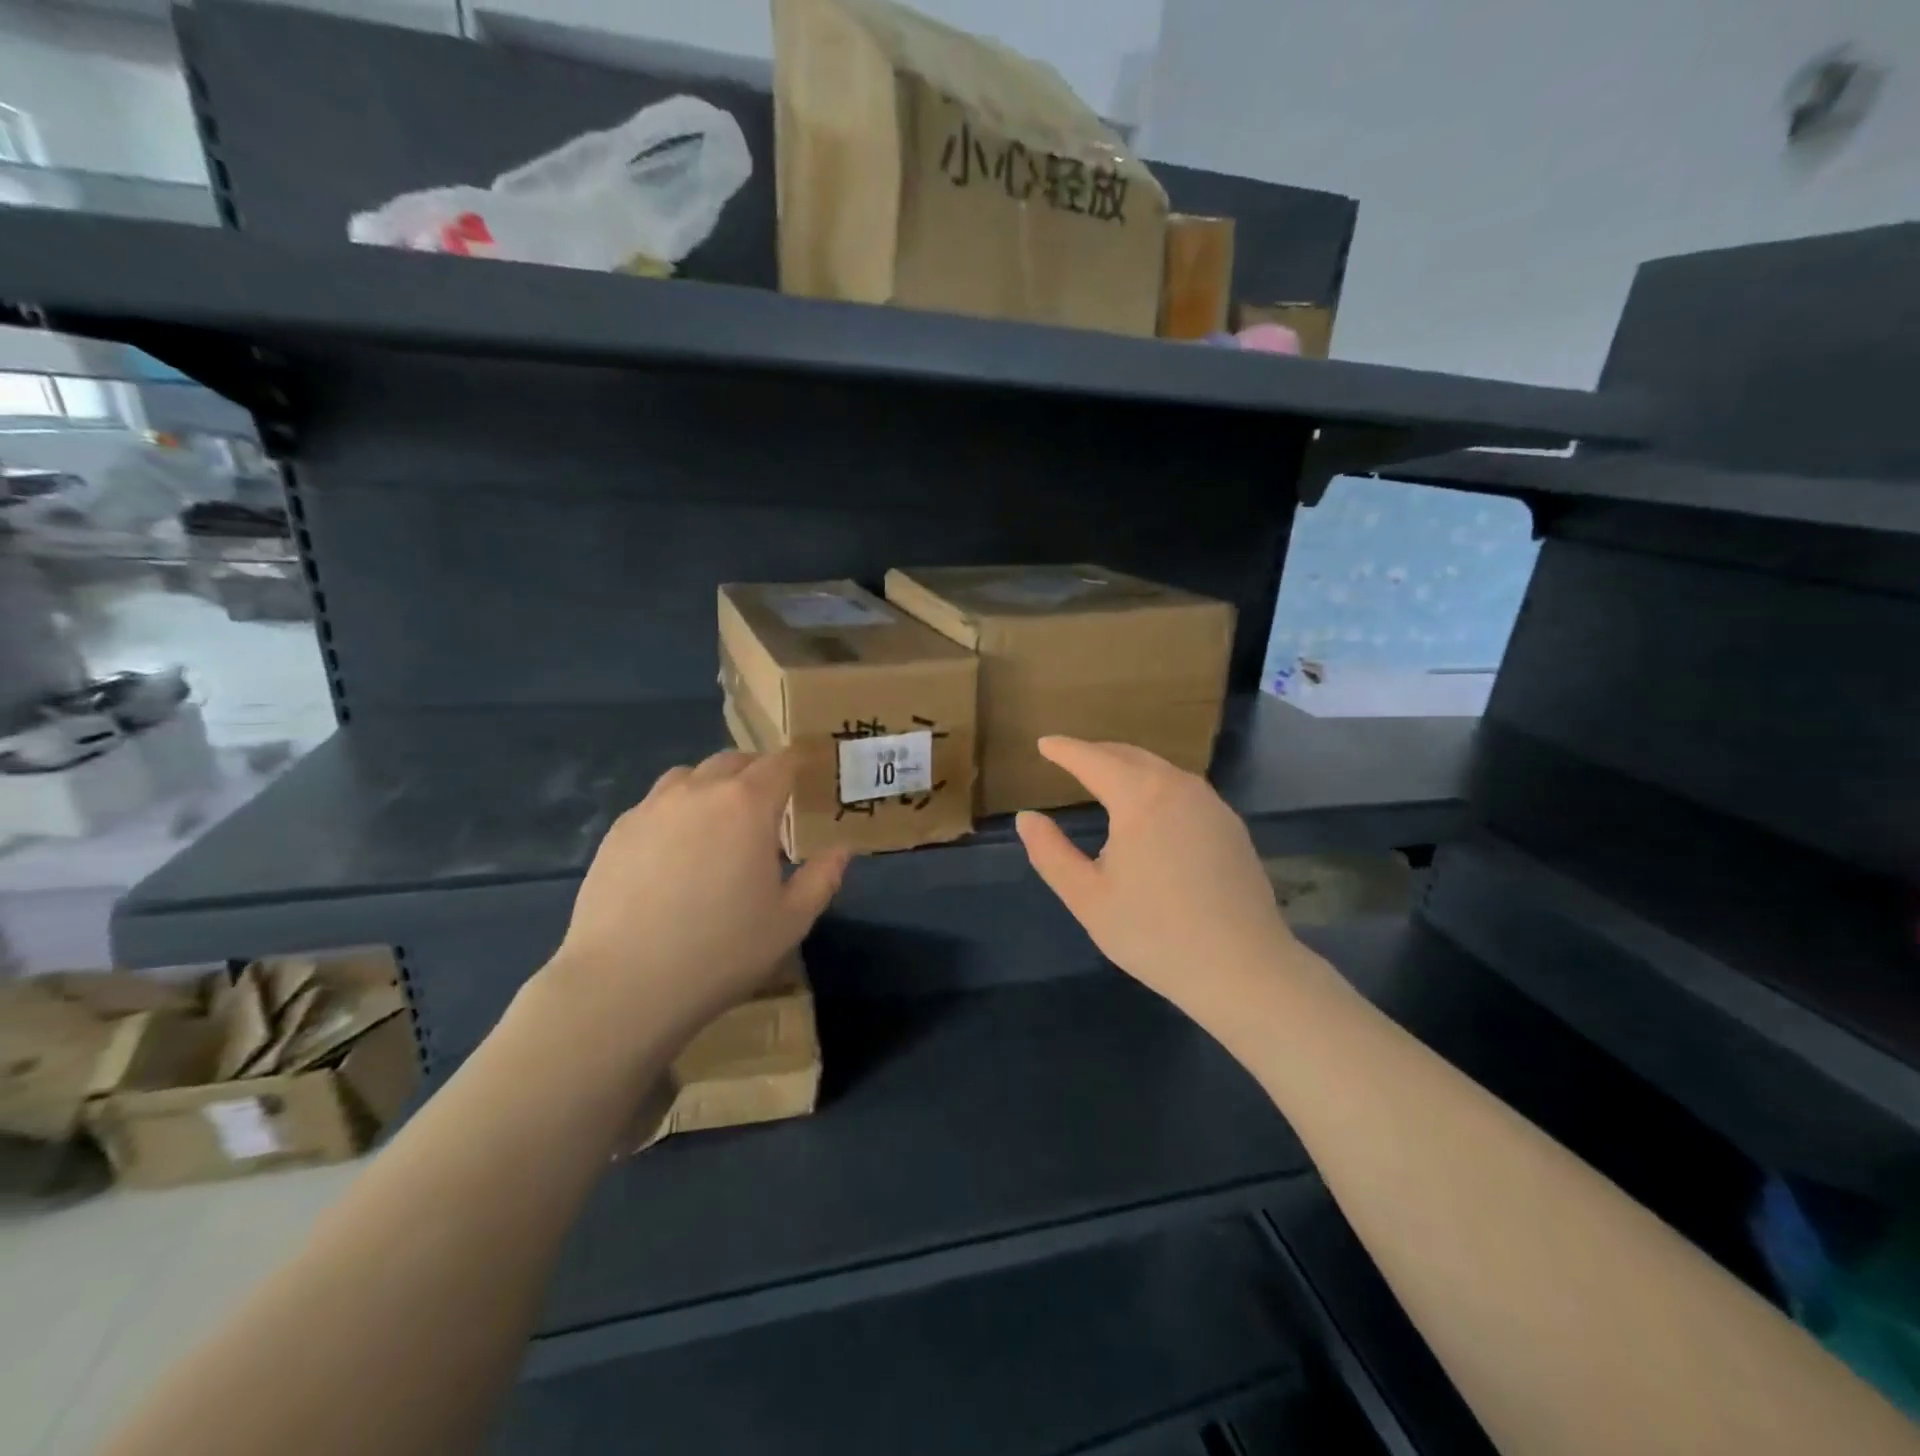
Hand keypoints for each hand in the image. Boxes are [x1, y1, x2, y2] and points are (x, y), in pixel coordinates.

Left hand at [544, 750, 849, 1045]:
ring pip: (689, 776)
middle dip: (757, 771)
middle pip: (733, 761)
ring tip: (720, 821)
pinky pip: (656, 803)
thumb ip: (822, 878)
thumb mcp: (791, 922)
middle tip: (770, 803)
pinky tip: (676, 850)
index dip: (798, 763)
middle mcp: (699, 792)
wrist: (623, 984)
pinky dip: (677, 810)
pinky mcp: (618, 832)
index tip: (810, 772)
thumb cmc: (720, 951)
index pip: (780, 764)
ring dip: (713, 786)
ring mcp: (652, 808)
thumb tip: (841, 850)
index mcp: (747, 805)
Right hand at [1015, 738, 1296, 1017]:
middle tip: (1070, 758)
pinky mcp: (1231, 826)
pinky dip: (1155, 786)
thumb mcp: (1087, 898)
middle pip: (1130, 756)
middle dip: (1097, 753)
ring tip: (1104, 779)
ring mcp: (1212, 804)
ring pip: (1161, 770)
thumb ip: (1050, 853)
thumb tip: (1027, 818)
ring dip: (1128, 767)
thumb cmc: (1154, 934)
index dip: (1065, 750)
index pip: (1094, 759)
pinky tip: (1149, 810)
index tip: (1044, 744)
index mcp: (1140, 797)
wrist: (1243, 969)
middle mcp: (1179, 787)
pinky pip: (1183, 789)